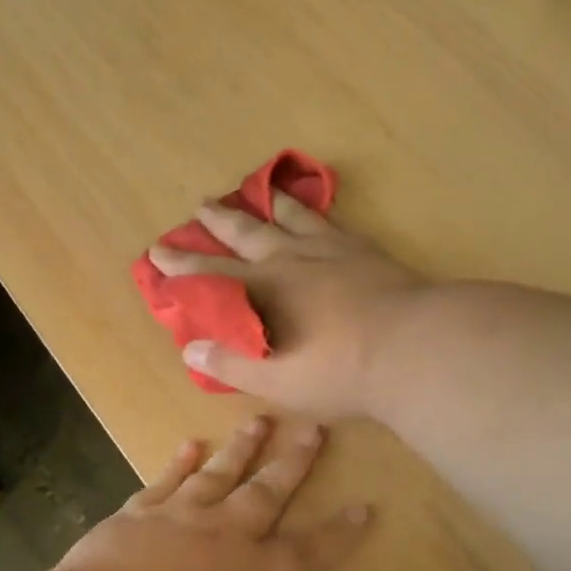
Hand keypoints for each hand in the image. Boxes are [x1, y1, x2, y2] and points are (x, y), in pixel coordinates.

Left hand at [52, 417, 369, 570]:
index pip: (309, 552)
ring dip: (241, 448)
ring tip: (259, 420)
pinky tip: (190, 444)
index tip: (365, 506)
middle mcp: (225, 537)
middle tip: (313, 428)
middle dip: (294, 462)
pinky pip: (165, 480)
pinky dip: (179, 461)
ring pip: (219, 474)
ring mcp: (180, 518)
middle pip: (268, 493)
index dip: (339, 532)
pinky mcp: (138, 513)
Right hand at [146, 192, 425, 420]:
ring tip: (260, 190)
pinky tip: (318, 211)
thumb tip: (190, 348)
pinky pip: (332, 220)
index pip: (210, 276)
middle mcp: (290, 261)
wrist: (414, 347)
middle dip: (219, 221)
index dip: (181, 266)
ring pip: (290, 216)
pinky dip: (317, 211)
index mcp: (263, 292)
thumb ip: (232, 363)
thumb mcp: (277, 380)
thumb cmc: (340, 372)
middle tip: (201, 205)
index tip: (157, 251)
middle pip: (246, 233)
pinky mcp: (364, 249)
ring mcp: (330, 250)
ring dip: (269, 204)